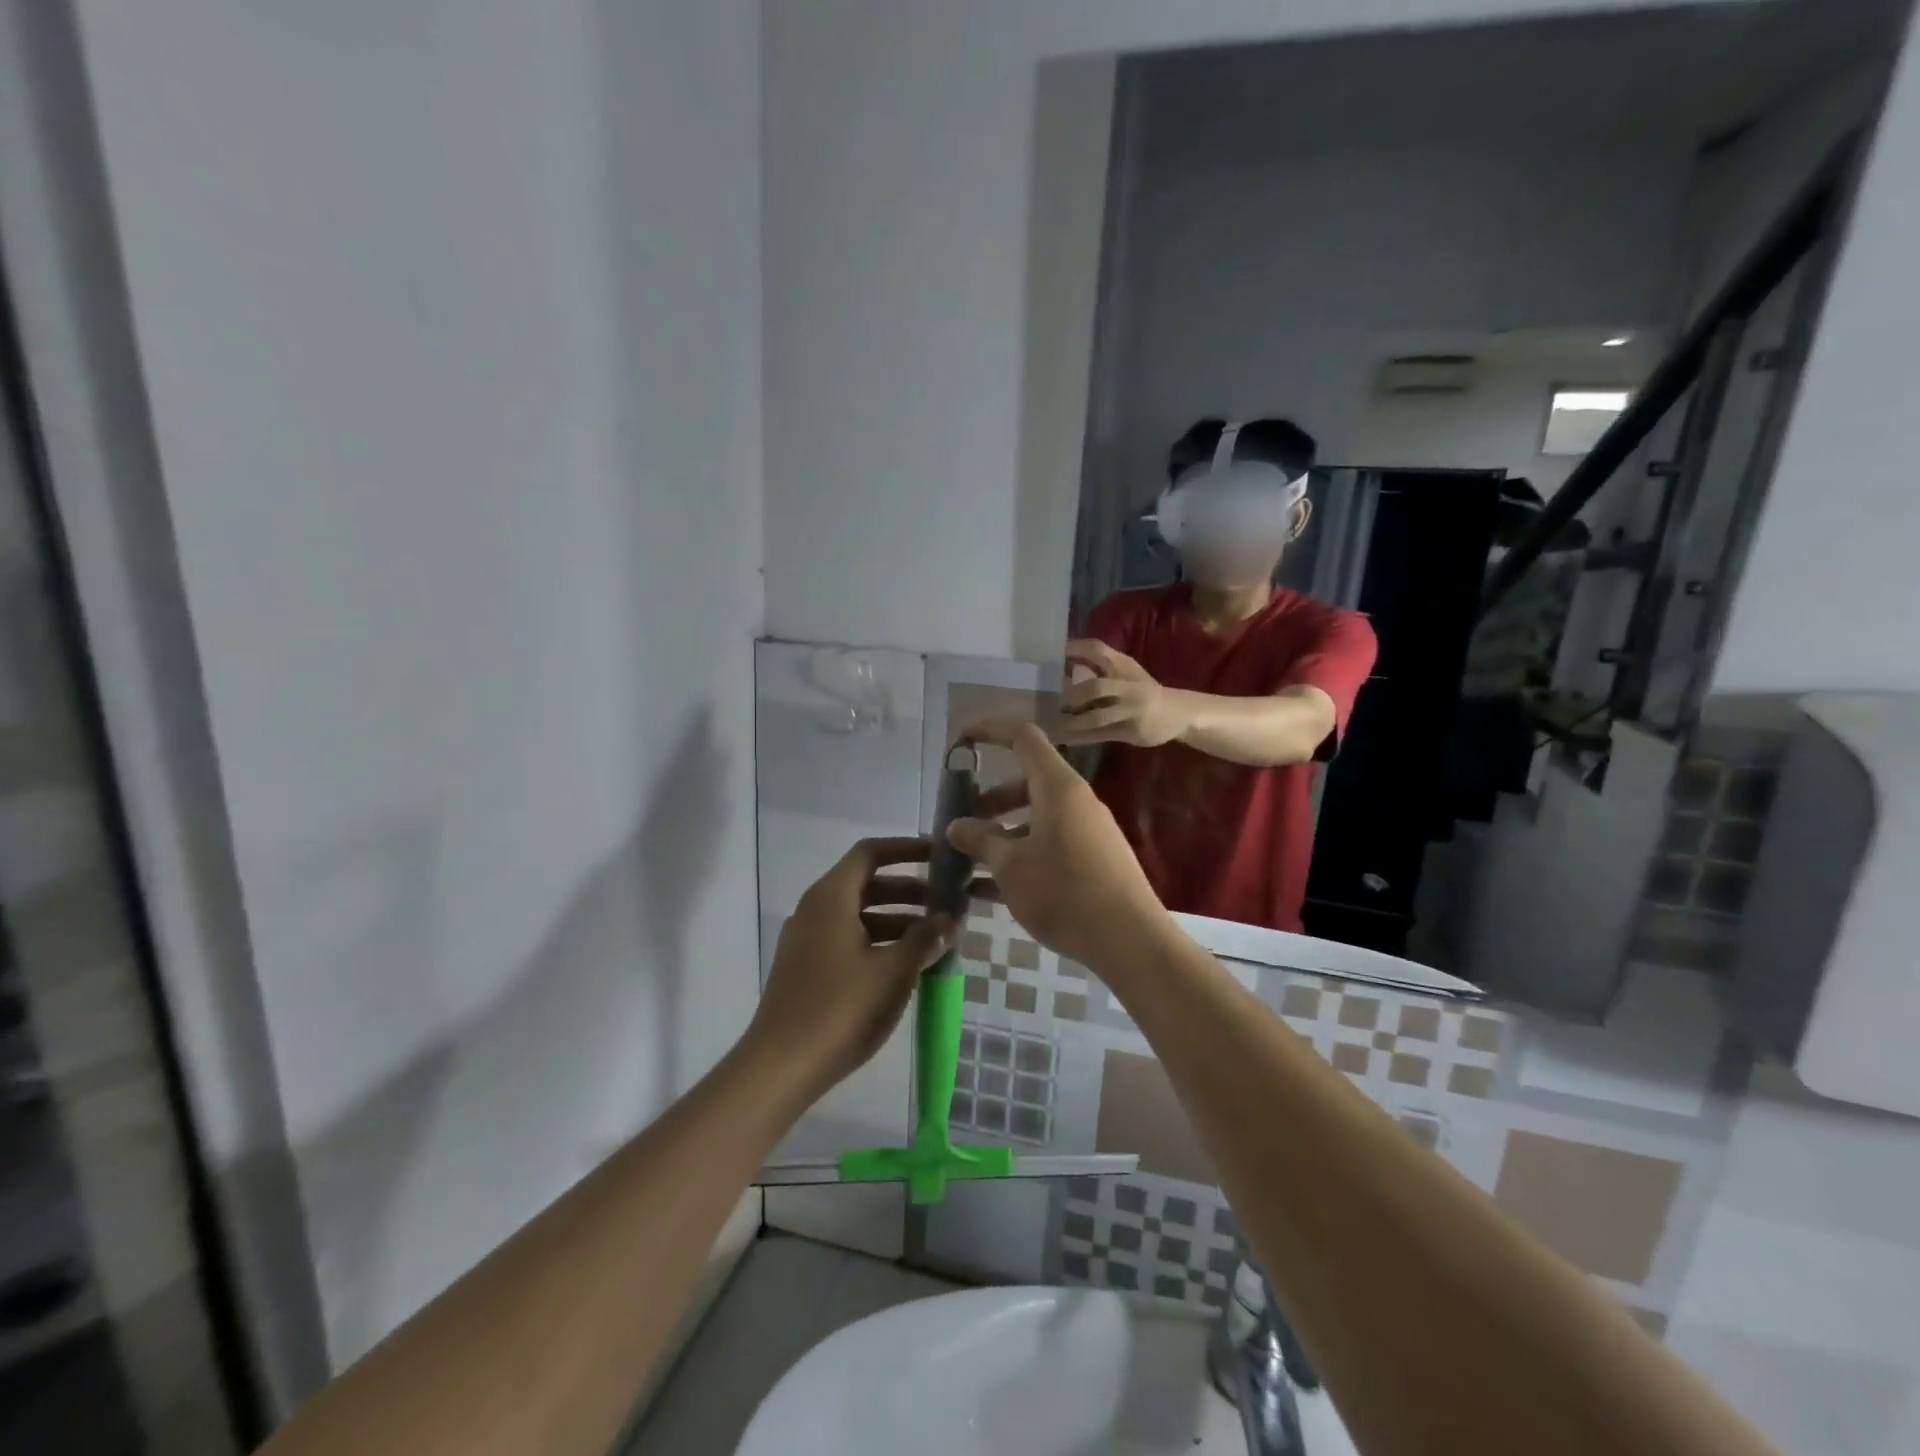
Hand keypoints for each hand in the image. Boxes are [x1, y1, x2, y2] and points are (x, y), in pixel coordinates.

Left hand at [748, 838, 955, 1098]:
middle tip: (947, 903)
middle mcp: (815, 910)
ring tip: (936, 938)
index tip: (938, 855)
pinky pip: (849, 939)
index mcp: (831, 897)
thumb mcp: (894, 971)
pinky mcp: (807, 968)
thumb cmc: (841, 1008)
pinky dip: (880, 941)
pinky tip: (907, 965)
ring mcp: (808, 940)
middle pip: (866, 883)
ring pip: (859, 914)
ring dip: (898, 919)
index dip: (906, 848)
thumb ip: (925, 939)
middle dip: (909, 890)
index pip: (870, 853)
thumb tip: (950, 920)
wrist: (781, 1066)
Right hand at [946, 722, 1170, 967]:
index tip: (961, 740)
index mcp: (1058, 787)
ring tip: (973, 859)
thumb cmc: (1064, 891)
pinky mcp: (1095, 859)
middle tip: (962, 820)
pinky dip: (1022, 853)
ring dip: (1004, 830)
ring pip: (1038, 816)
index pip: (1023, 737)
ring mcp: (1089, 830)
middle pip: (1028, 781)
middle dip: (991, 797)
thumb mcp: (1010, 866)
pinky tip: (994, 888)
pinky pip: (1050, 843)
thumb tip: (955, 825)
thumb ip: (980, 839)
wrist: (1129, 940)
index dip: (990, 731)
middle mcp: (1076, 801)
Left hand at [1060, 639, 1188, 747]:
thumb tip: (1063, 662)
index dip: (1075, 650)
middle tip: (1051, 701)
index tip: (1054, 655)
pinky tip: (1064, 739)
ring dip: (1073, 722)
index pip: (1098, 650)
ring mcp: (1130, 710)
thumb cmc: (1144, 689)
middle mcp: (1127, 686)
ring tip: (1052, 725)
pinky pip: (1100, 735)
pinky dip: (1080, 737)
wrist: (1178, 713)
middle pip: (1095, 687)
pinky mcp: (1130, 731)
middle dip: (1072, 695)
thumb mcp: (1125, 672)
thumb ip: (1099, 666)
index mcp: (1124, 666)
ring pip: (1097, 717)